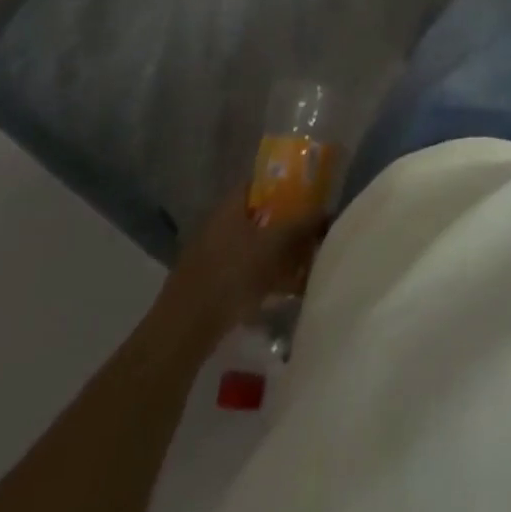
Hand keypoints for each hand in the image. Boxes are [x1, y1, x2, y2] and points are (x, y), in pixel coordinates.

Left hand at [150, 188, 328, 346]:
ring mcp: (213, 254)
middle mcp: (220, 224)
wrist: (184, 330)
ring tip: (305, 264)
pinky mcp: (212, 282)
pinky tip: (285, 291)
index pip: (261, 182)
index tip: (311, 193)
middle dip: (287, 222)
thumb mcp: (272, 246)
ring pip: (255, 244)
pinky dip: (266, 275)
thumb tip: (326, 210)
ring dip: (279, 252)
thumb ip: (301, 225)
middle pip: (261, 214)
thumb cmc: (230, 275)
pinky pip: (246, 270)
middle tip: (313, 231)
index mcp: (230, 206)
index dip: (286, 183)